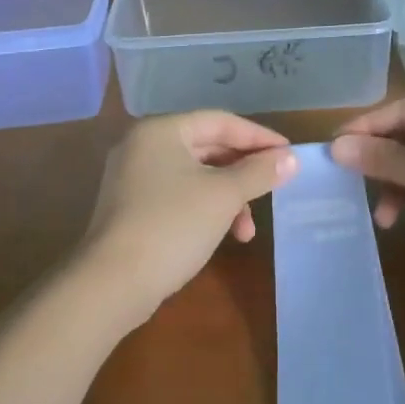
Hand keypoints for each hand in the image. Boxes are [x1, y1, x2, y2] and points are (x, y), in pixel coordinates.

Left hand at [83, 111, 299, 312]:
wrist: (113, 282)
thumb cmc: (172, 225)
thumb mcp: (223, 196)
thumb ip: (259, 172)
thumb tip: (291, 158)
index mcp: (161, 131)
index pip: (220, 121)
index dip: (258, 137)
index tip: (289, 155)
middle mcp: (143, 146)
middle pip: (207, 147)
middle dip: (244, 172)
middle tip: (274, 188)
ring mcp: (133, 178)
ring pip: (195, 176)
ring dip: (228, 198)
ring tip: (247, 231)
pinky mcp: (132, 208)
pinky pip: (179, 196)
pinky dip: (205, 209)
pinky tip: (223, 236)